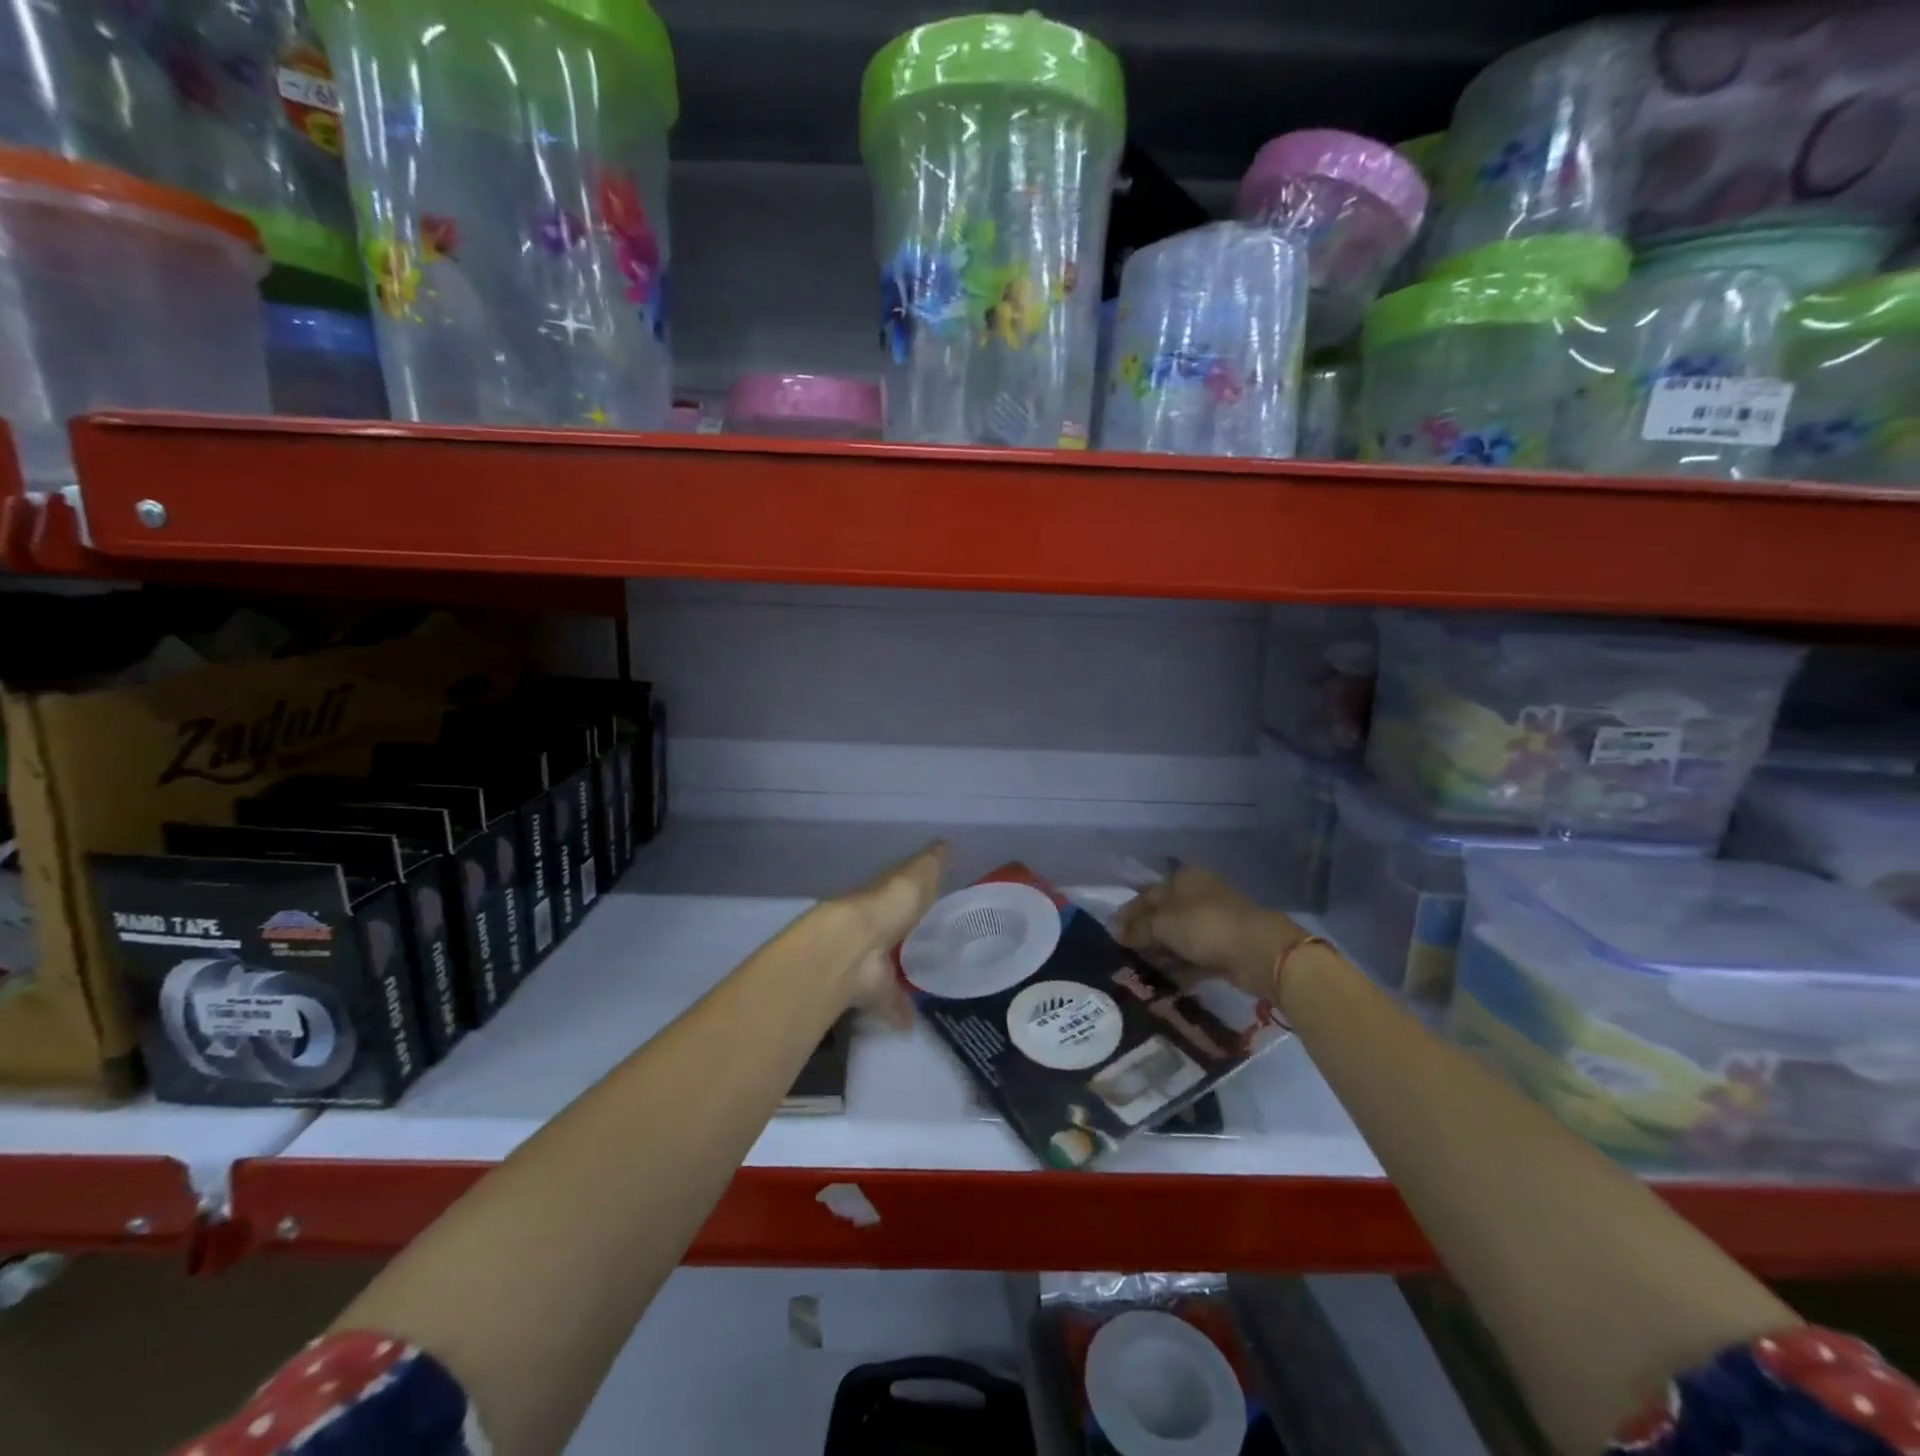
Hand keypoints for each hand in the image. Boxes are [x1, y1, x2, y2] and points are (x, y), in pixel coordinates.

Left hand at [831, 841, 946, 1026]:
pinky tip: (912, 1022)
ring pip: (888, 966)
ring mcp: (869, 960)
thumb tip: (947, 844)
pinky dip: (898, 1011)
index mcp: (886, 896)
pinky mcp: (870, 990)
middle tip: (931, 946)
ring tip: (927, 985)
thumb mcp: (919, 874)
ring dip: (901, 975)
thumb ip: (932, 863)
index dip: (915, 896)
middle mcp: (874, 926)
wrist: (855, 946)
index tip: (933, 904)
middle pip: (893, 931)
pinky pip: (887, 1001)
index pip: (901, 893)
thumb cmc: (890, 903)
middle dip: (906, 937)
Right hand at [1112, 866, 1301, 999]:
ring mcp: (1213, 921)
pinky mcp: (1224, 947)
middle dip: (1143, 934)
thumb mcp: (1162, 924)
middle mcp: (1197, 895)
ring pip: (1178, 937)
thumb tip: (1115, 931)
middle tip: (1124, 954)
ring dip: (1161, 952)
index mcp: (1182, 879)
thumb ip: (1137, 928)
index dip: (1127, 913)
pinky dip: (1179, 966)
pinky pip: (1193, 955)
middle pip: (1162, 915)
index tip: (1111, 933)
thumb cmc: (1204, 926)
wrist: (1258, 952)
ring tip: (1140, 971)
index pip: (1146, 894)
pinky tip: (1164, 980)